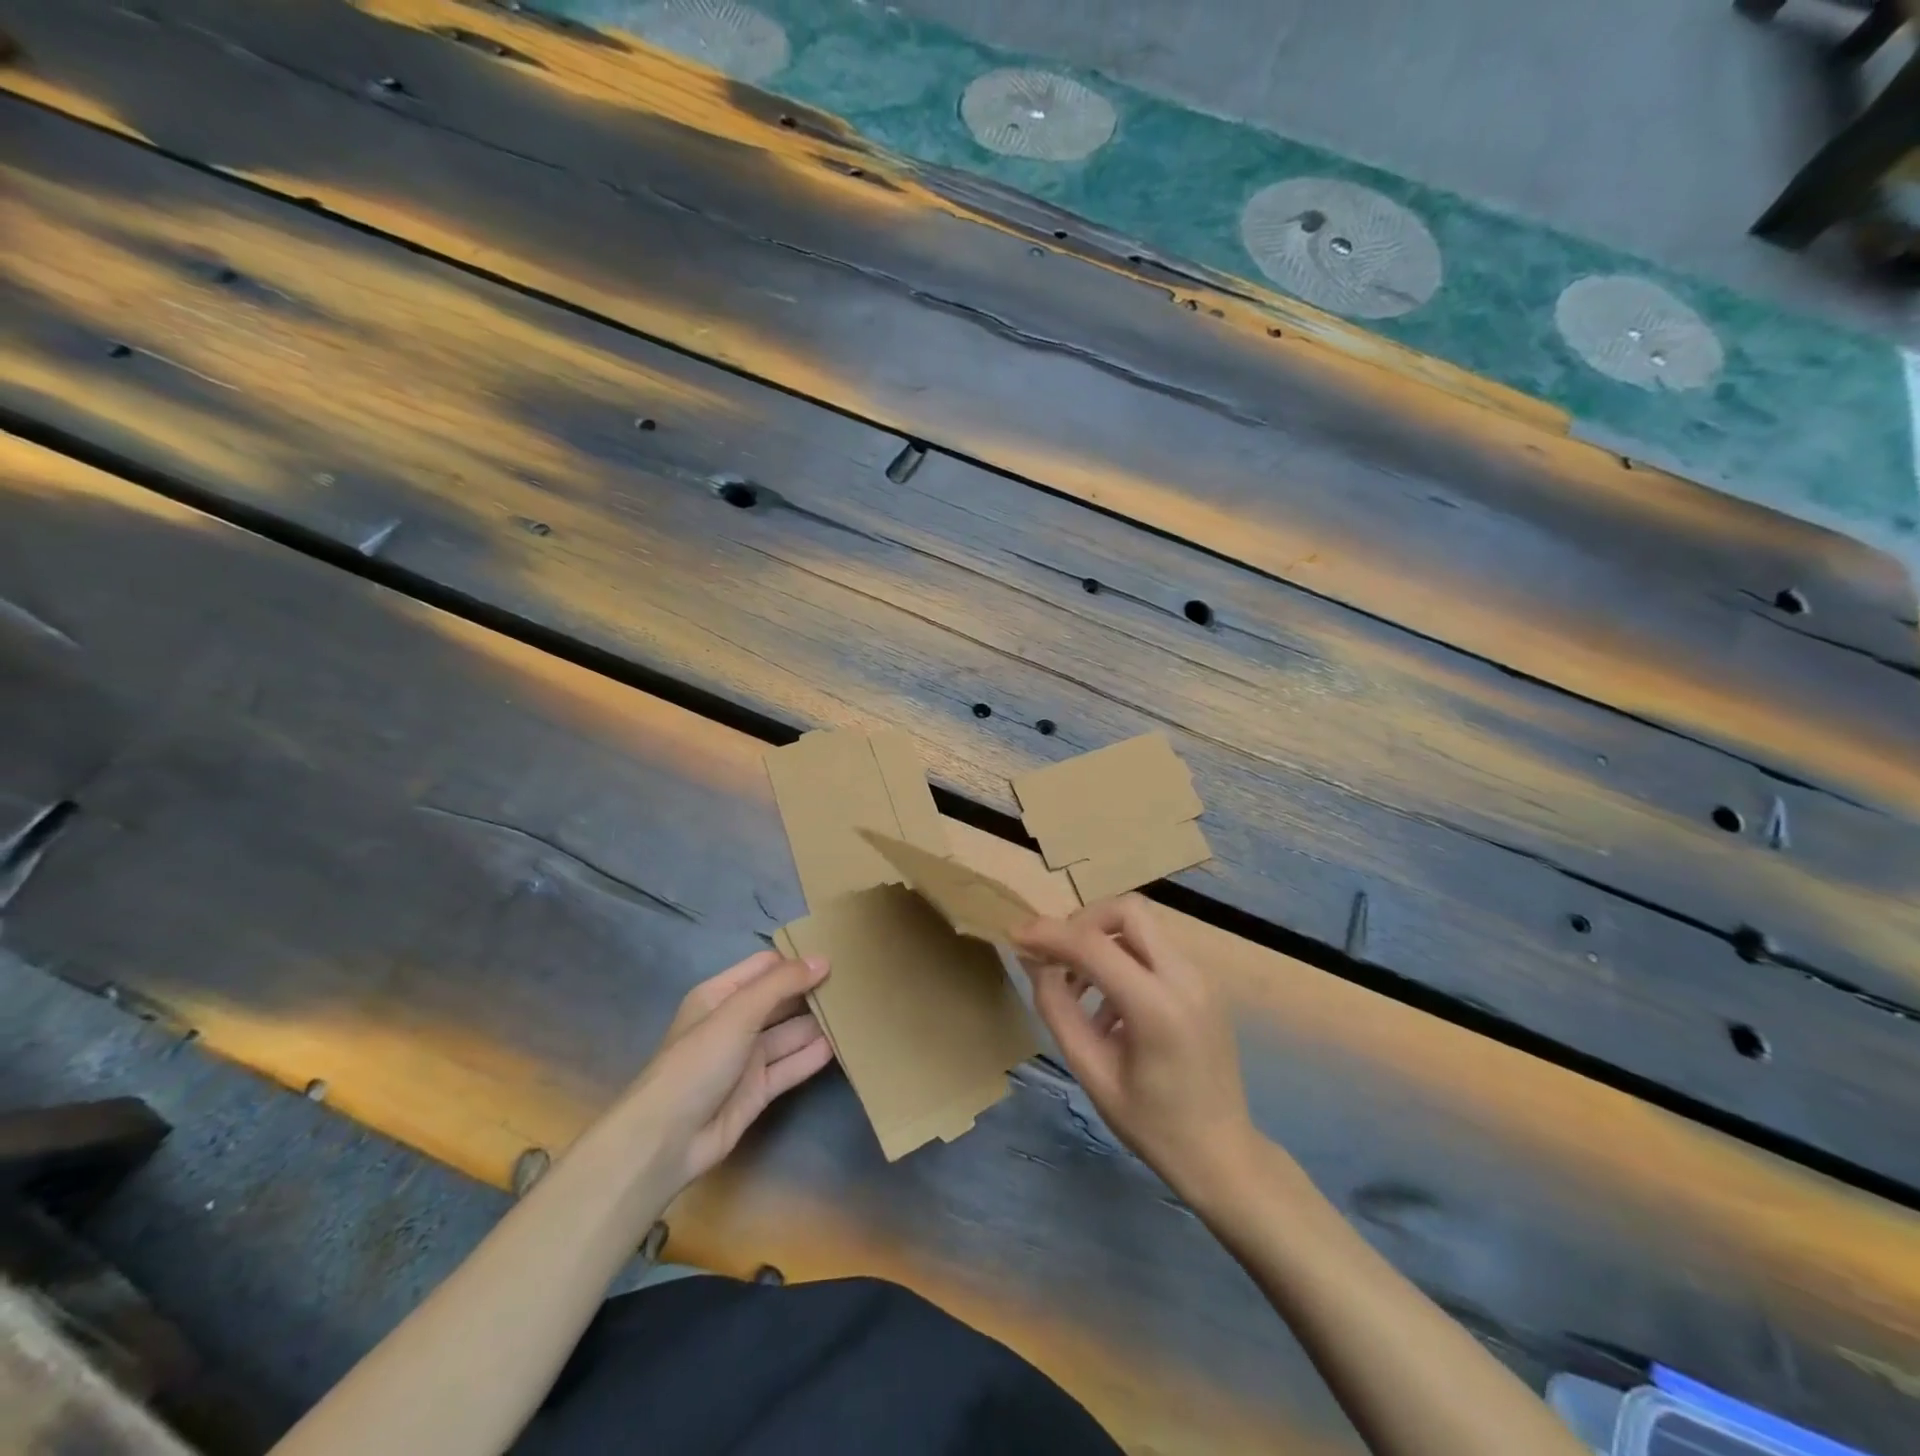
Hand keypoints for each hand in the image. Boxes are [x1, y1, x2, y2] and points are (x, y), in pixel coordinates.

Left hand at [625, 950, 833, 1192]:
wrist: (666, 1140)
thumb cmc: (697, 1061)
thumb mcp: (738, 1012)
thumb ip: (781, 984)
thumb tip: (823, 959)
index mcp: (721, 995)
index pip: (766, 967)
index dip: (797, 960)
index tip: (837, 953)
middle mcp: (735, 1022)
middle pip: (781, 999)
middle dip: (812, 990)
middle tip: (857, 980)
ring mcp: (747, 1058)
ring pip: (789, 1033)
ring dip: (818, 1023)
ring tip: (858, 1010)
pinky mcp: (758, 1090)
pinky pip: (791, 1066)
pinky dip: (813, 1056)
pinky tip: (842, 1045)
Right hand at [1015, 896, 1256, 1199]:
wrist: (1223, 1155)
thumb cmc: (1152, 1125)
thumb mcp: (1092, 1072)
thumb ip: (1058, 1010)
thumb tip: (1034, 962)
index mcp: (1157, 1007)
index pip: (1093, 944)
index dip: (1049, 933)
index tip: (1017, 935)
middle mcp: (1185, 978)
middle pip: (1128, 910)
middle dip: (1083, 922)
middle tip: (1056, 956)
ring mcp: (1201, 977)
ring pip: (1142, 926)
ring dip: (1102, 941)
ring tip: (1077, 989)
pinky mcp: (1203, 983)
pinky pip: (1155, 949)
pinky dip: (1123, 959)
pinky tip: (1108, 1007)